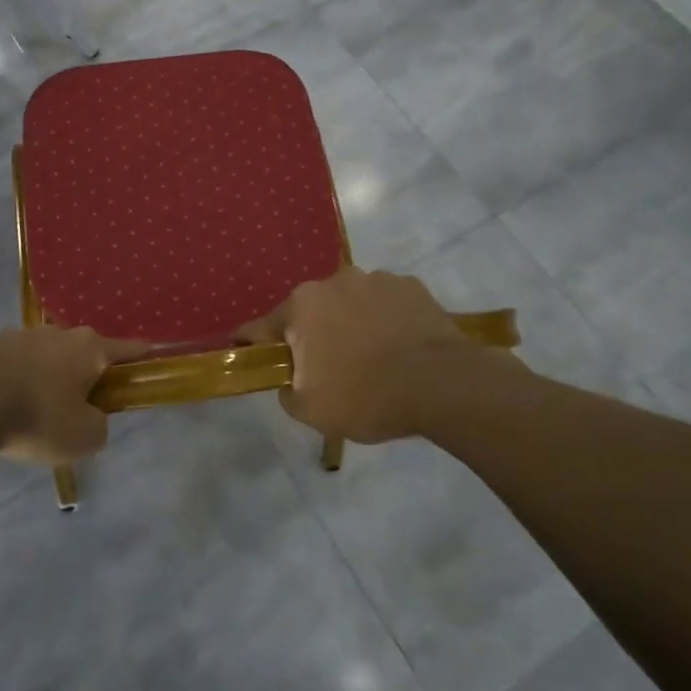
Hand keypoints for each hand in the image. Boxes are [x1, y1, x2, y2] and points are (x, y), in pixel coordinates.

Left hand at [0, 327, 143, 465]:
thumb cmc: (41, 417)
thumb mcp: (86, 437)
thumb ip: (99, 425)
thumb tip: (90, 417)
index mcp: (90, 347)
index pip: (126, 349)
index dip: (140, 357)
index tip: (150, 358)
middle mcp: (60, 332)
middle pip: (84, 351)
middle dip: (87, 372)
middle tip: (84, 404)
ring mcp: (23, 336)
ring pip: (49, 356)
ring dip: (51, 375)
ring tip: (42, 408)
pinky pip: (18, 365)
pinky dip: (22, 381)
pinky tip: (13, 405)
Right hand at [238, 268, 489, 442]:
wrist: (442, 385)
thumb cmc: (367, 396)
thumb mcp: (311, 411)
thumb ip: (286, 392)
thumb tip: (290, 380)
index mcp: (301, 307)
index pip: (259, 327)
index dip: (250, 344)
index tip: (248, 355)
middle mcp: (333, 282)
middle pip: (309, 311)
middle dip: (310, 335)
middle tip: (325, 368)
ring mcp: (375, 279)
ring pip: (349, 303)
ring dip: (349, 323)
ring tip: (370, 357)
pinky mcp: (410, 285)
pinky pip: (384, 303)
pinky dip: (384, 320)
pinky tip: (398, 346)